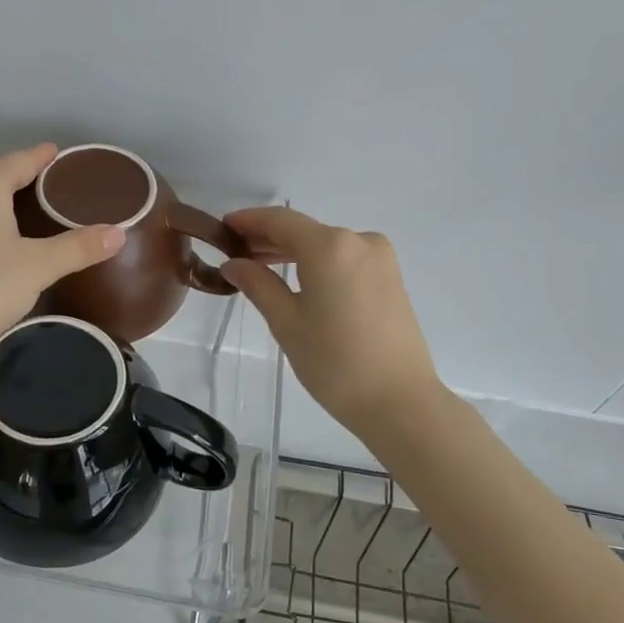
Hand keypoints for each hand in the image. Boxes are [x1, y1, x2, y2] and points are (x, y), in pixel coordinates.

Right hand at [221, 207, 448, 440]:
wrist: (400, 401)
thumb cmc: (334, 362)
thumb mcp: (286, 323)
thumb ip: (257, 284)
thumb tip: (233, 264)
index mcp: (329, 246)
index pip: (280, 220)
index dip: (249, 220)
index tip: (223, 227)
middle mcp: (358, 240)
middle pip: (304, 230)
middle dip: (269, 238)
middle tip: (236, 254)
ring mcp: (380, 258)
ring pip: (326, 244)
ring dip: (294, 251)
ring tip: (262, 268)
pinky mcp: (391, 277)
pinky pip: (345, 258)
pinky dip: (318, 263)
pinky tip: (299, 280)